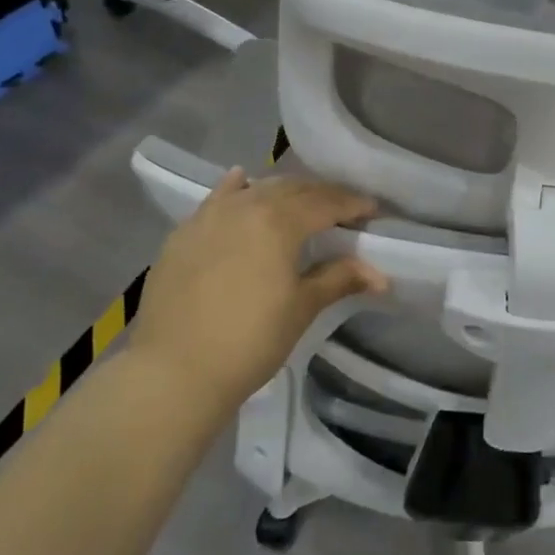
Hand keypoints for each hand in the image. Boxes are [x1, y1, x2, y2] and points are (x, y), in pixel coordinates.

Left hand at [131, 169, 385, 422]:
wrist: (173, 372)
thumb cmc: (249, 341)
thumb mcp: (302, 308)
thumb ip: (340, 279)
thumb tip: (381, 275)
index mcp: (279, 221)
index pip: (326, 202)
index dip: (353, 204)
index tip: (373, 211)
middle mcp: (245, 206)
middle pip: (293, 189)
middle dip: (322, 196)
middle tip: (343, 210)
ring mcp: (209, 216)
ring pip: (256, 190)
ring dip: (284, 192)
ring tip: (301, 205)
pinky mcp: (183, 233)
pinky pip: (217, 199)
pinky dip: (237, 189)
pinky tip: (242, 182)